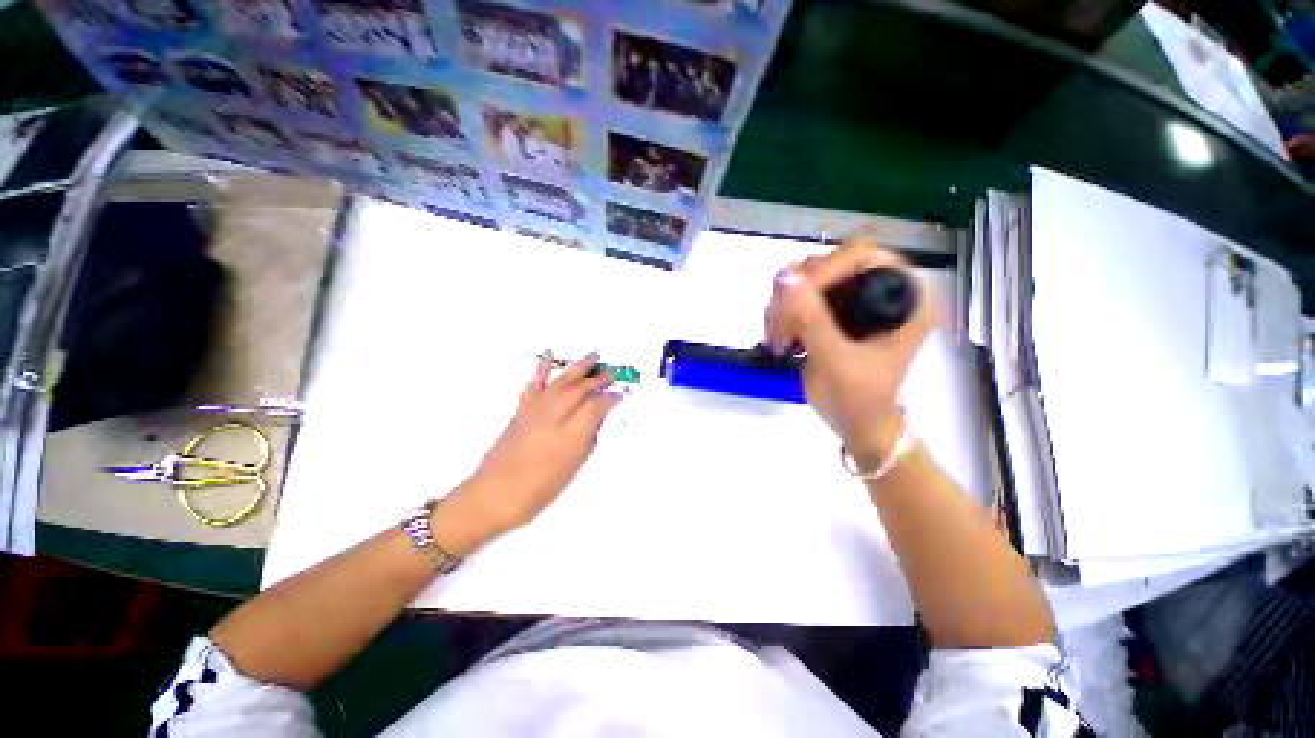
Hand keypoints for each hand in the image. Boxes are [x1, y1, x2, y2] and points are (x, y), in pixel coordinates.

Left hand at [444, 353, 622, 544]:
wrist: (492, 494)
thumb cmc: (538, 489)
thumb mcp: (572, 468)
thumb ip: (587, 440)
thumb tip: (597, 420)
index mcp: (570, 435)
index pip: (596, 406)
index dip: (610, 398)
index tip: (620, 395)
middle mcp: (554, 416)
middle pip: (580, 389)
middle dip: (598, 379)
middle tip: (611, 373)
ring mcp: (535, 410)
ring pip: (561, 382)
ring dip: (578, 367)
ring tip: (592, 356)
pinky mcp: (520, 410)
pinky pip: (534, 384)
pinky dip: (542, 369)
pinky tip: (549, 358)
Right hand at [763, 240, 933, 466]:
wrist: (856, 426)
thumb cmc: (858, 401)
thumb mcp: (835, 361)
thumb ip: (811, 318)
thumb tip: (783, 276)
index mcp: (905, 298)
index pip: (861, 257)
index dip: (823, 271)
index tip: (792, 302)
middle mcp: (882, 291)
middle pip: (829, 265)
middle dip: (797, 293)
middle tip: (779, 324)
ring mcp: (855, 301)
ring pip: (809, 280)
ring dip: (784, 305)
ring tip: (778, 338)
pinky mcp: (834, 313)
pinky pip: (800, 298)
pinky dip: (782, 314)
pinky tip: (780, 337)